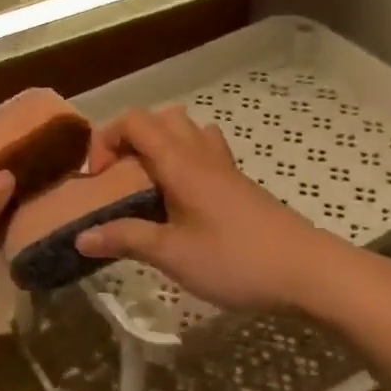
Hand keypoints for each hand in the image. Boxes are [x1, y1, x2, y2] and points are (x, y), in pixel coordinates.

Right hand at [74, 107, 376, 316]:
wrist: (310, 273)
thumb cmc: (236, 260)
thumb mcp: (172, 254)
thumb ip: (125, 240)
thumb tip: (80, 237)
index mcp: (180, 163)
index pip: (134, 122)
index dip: (106, 138)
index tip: (96, 177)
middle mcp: (201, 154)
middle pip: (161, 118)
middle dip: (131, 138)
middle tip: (119, 176)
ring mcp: (225, 167)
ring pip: (187, 130)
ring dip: (161, 145)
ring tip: (148, 183)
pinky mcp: (241, 185)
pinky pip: (206, 152)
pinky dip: (185, 160)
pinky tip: (182, 199)